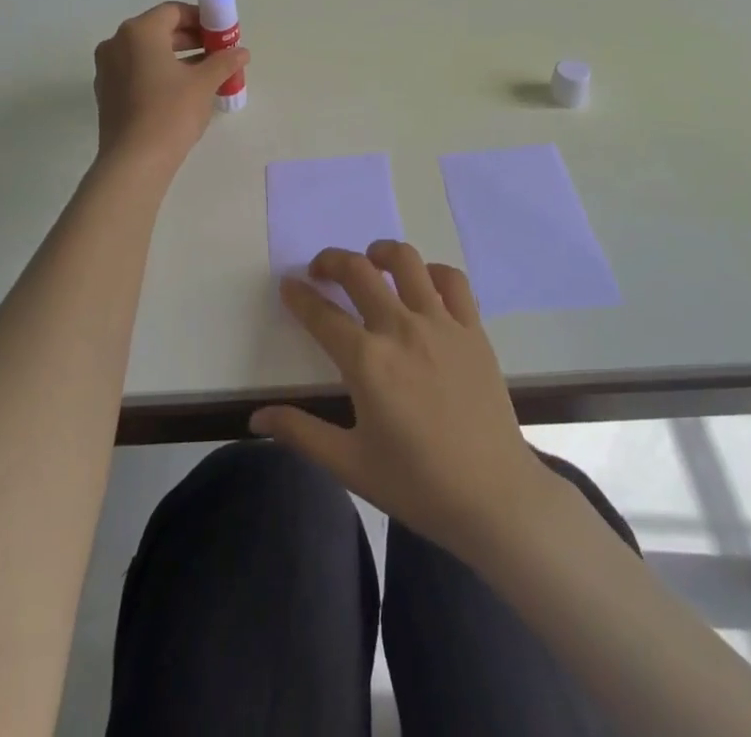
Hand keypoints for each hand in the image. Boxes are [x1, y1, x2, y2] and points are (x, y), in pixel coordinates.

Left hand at [92, 1, 248, 168]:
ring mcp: (107, 69)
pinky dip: (158, 73)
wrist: (134, 161)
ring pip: (147, 52)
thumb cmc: (170, 112)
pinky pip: (136, 71)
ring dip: (176, 57)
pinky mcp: (106, 92)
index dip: (201, 19)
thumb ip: (224, 61)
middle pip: (159, 30)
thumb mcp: (204, 83)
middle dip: (190, 39)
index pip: (173, 12)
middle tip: (217, 53)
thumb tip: (241, 52)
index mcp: (139, 32)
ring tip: (205, 74)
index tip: (221, 34)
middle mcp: (117, 43)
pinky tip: (181, 92)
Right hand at [250, 241, 558, 561]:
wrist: (494, 497)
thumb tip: (256, 417)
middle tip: (319, 270)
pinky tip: (423, 283)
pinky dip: (433, 271)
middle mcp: (401, 329)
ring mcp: (441, 324)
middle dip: (331, 261)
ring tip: (370, 261)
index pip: (321, 314)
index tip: (287, 286)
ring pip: (406, 262)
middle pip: (358, 271)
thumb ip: (301, 433)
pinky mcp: (472, 329)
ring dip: (380, 252)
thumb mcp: (350, 464)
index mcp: (367, 362)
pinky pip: (452, 281)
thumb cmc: (417, 484)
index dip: (298, 296)